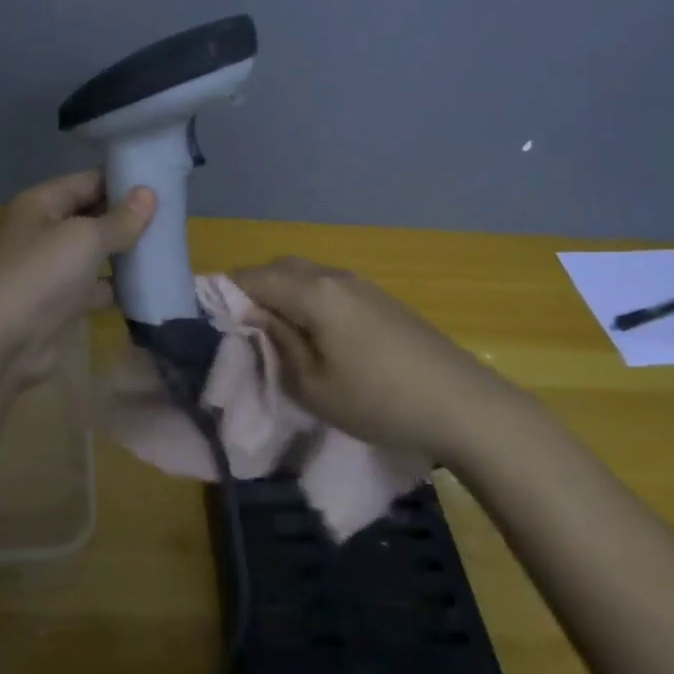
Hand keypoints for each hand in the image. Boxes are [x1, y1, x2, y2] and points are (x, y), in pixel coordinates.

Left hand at [0, 170, 155, 388]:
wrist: (3, 342)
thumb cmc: (41, 274)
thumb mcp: (85, 238)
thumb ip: (120, 219)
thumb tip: (149, 193)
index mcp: (42, 203)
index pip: (88, 181)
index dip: (123, 181)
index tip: (162, 184)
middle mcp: (45, 230)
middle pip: (93, 215)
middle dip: (128, 217)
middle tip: (173, 216)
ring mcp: (52, 268)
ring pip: (96, 252)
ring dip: (127, 252)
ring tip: (169, 246)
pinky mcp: (62, 302)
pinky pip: (97, 286)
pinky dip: (119, 286)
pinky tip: (151, 284)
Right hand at [231, 257, 517, 463]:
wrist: (464, 405)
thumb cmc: (379, 401)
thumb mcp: (313, 385)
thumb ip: (277, 343)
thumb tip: (253, 317)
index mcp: (313, 291)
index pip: (252, 278)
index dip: (224, 294)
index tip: (209, 320)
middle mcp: (334, 276)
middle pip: (278, 267)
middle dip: (252, 289)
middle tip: (239, 327)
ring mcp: (361, 284)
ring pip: (305, 274)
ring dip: (281, 292)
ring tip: (272, 331)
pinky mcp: (381, 299)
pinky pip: (328, 285)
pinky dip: (307, 298)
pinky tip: (312, 331)